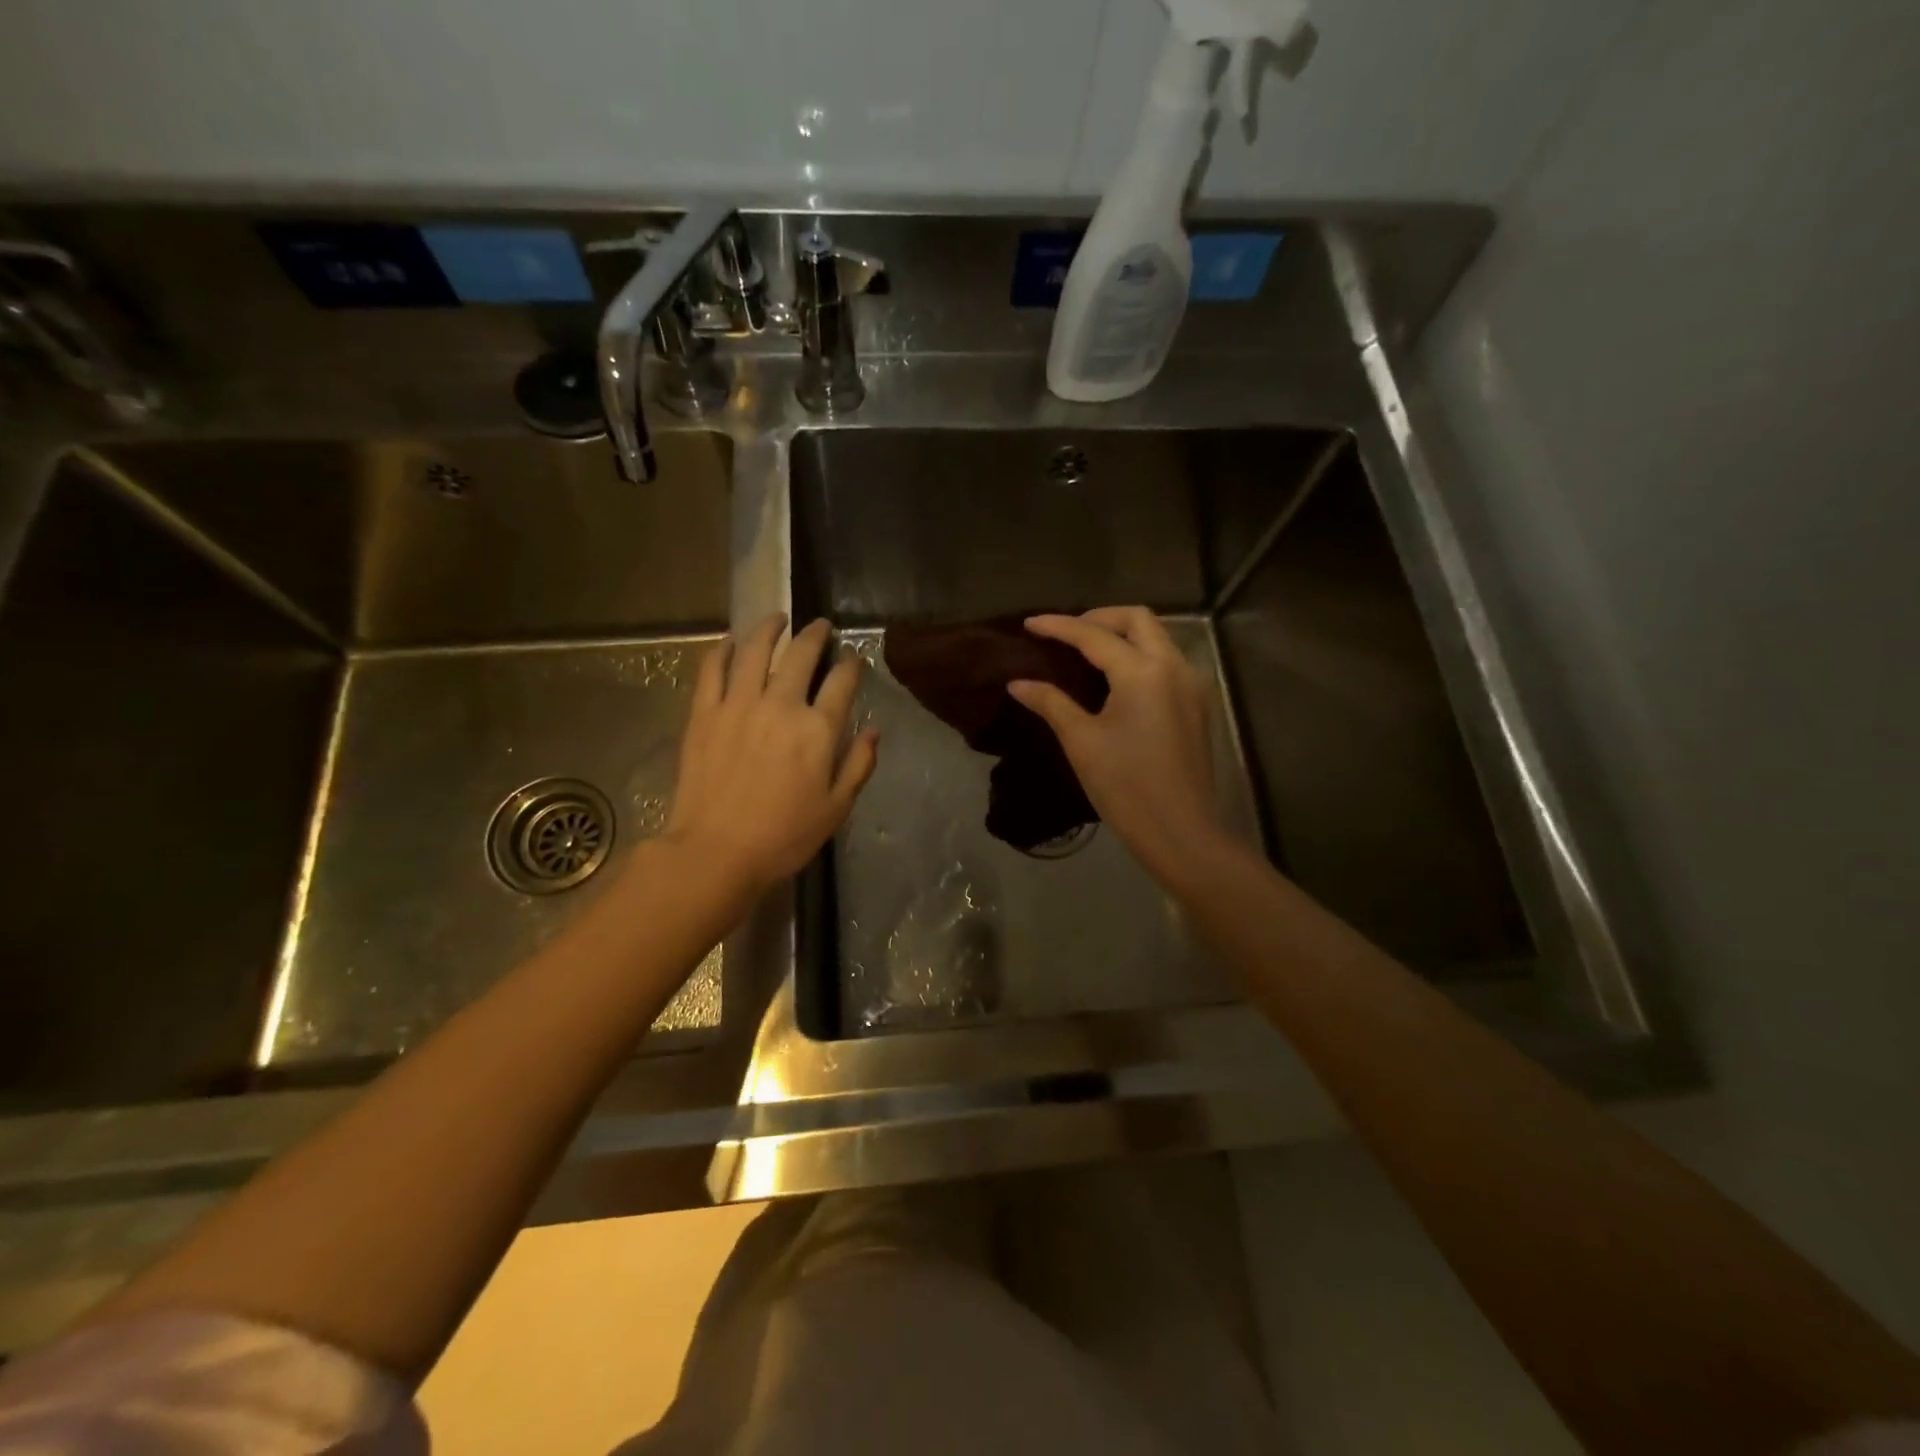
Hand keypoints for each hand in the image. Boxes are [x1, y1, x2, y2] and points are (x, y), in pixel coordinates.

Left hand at [663, 615, 878, 894]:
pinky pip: (713, 668)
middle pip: (801, 655)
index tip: (854, 658)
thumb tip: (873, 730)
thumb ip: (859, 764)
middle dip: (815, 635)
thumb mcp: (836, 808)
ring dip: (769, 629)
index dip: (851, 664)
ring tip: (777, 619)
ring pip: (756, 650)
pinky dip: (723, 649)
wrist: (716, 852)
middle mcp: (780, 705)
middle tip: (820, 626)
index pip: (841, 682)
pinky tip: (730, 641)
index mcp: (817, 730)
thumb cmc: (784, 836)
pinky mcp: (704, 713)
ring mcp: (738, 704)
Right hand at [1010, 607, 1228, 890]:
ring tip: (1088, 652)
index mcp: (1143, 673)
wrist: (1180, 832)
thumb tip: (1017, 683)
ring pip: (1158, 638)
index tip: (1029, 623)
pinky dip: (1141, 656)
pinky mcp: (1198, 705)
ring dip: (1123, 635)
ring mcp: (1192, 685)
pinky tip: (1118, 679)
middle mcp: (1174, 667)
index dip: (1059, 626)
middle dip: (1099, 618)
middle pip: (1137, 619)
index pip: (1094, 635)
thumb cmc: (1125, 787)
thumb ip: (1050, 703)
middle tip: (1066, 633)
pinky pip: (1168, 662)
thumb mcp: (1081, 742)